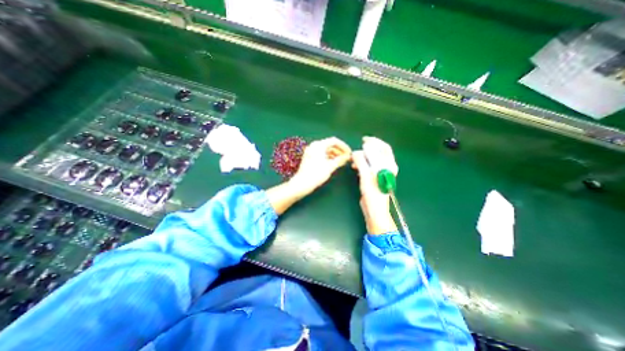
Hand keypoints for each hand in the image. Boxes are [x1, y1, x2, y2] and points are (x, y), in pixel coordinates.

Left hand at [288, 136, 350, 195]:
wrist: (302, 183)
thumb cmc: (317, 174)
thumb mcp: (330, 166)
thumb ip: (340, 160)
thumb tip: (348, 157)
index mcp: (319, 145)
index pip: (334, 141)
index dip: (343, 146)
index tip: (349, 153)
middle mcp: (314, 145)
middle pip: (329, 144)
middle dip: (339, 150)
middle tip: (346, 158)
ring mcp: (311, 151)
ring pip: (325, 149)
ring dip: (334, 154)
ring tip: (341, 161)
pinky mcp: (309, 157)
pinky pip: (321, 153)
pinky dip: (328, 157)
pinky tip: (333, 162)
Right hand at [354, 137, 397, 234]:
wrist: (374, 209)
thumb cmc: (372, 192)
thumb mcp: (365, 175)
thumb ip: (361, 161)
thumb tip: (356, 152)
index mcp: (388, 165)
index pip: (383, 148)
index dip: (374, 142)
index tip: (364, 140)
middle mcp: (386, 167)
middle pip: (378, 153)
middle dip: (368, 148)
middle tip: (358, 147)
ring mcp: (380, 173)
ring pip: (373, 159)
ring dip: (364, 156)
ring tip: (354, 158)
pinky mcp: (374, 178)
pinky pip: (368, 166)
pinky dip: (362, 164)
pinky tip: (355, 166)